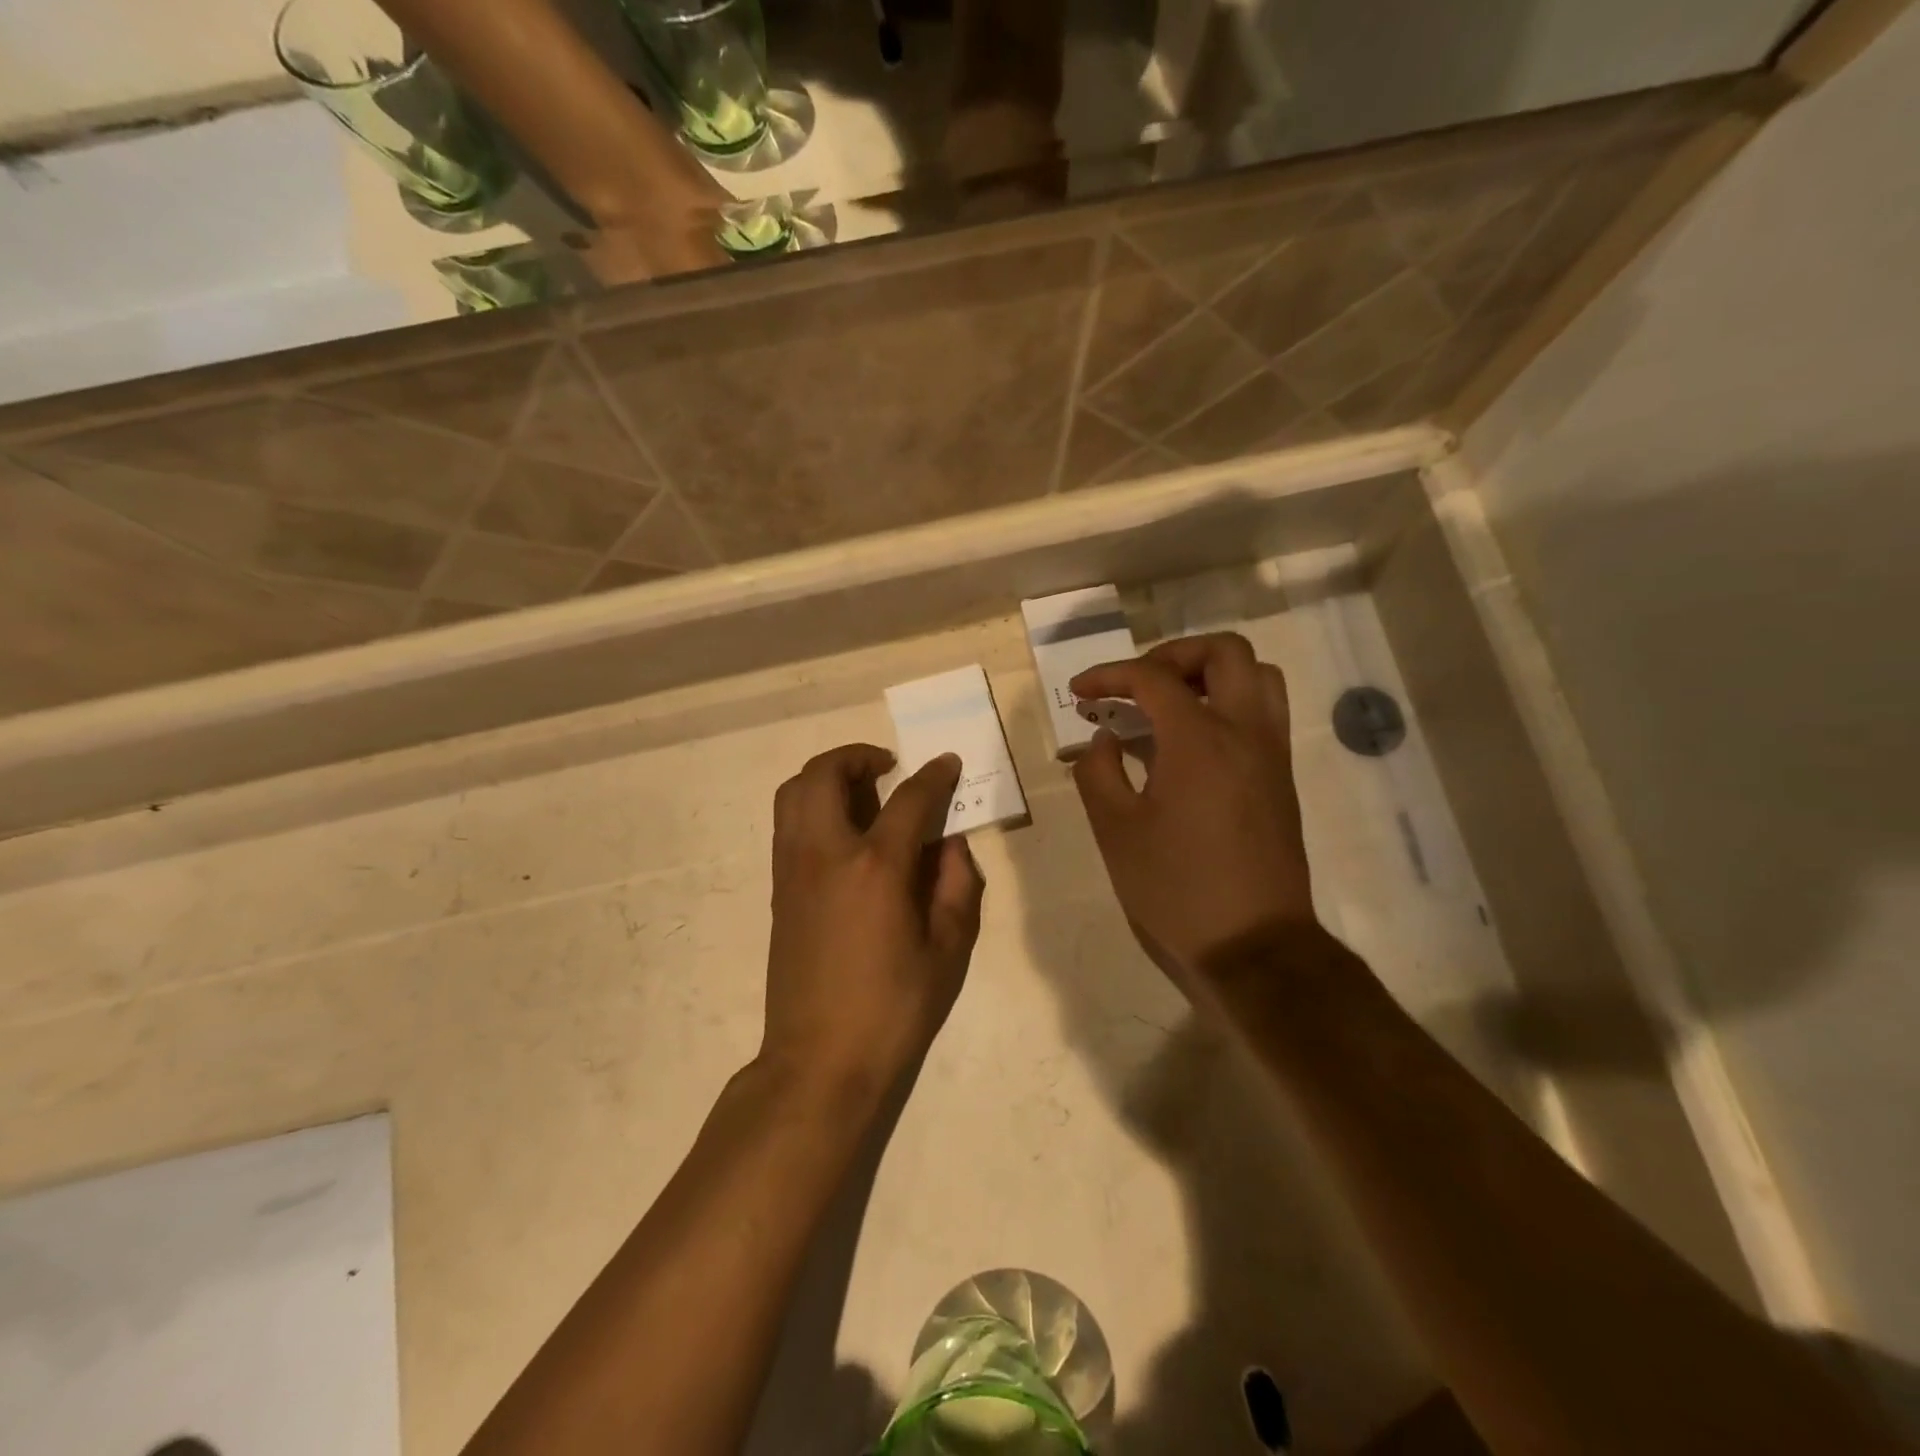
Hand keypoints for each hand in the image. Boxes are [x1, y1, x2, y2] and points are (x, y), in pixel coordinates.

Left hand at [761, 745, 985, 1098]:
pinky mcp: (778, 889)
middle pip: (826, 774)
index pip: (909, 799)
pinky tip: (843, 833)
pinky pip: (788, 823)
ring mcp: (793, 869)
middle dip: (858, 756)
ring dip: (827, 776)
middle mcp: (826, 854)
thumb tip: (950, 844)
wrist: (819, 1060)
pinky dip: (811, 805)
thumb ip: (956, 885)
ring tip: (862, 792)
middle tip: (888, 768)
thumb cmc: (893, 1009)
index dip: (934, 775)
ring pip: (794, 792)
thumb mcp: (947, 950)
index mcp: (875, 868)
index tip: (948, 763)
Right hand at [1070, 633, 1315, 989]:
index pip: (1153, 678)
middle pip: (1225, 652)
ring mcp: (1272, 753)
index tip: (1079, 693)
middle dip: (1172, 654)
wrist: (1253, 945)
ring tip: (1170, 701)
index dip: (1109, 676)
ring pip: (1257, 676)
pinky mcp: (1282, 777)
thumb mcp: (1115, 832)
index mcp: (1199, 741)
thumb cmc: (1176, 889)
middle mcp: (1245, 732)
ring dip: (1211, 672)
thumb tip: (1103, 739)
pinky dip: (1230, 701)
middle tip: (1136, 684)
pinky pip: (1264, 711)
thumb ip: (1098, 772)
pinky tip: (1193, 740)